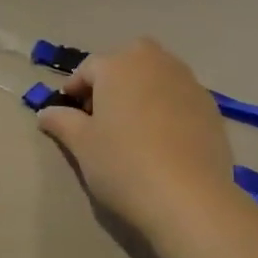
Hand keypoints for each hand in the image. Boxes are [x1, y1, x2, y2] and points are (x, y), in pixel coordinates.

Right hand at [35, 39, 239, 233]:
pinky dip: (167, 108)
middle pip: (128, 61)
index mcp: (118, 65)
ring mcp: (188, 82)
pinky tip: (162, 140)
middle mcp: (155, 63)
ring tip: (133, 126)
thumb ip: (62, 122)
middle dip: (113, 79)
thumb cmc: (123, 164)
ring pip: (157, 75)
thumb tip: (46, 112)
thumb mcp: (82, 145)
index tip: (68, 113)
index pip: (88, 68)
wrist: (188, 197)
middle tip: (102, 114)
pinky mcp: (211, 107)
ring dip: (142, 90)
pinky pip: (179, 97)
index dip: (74, 89)